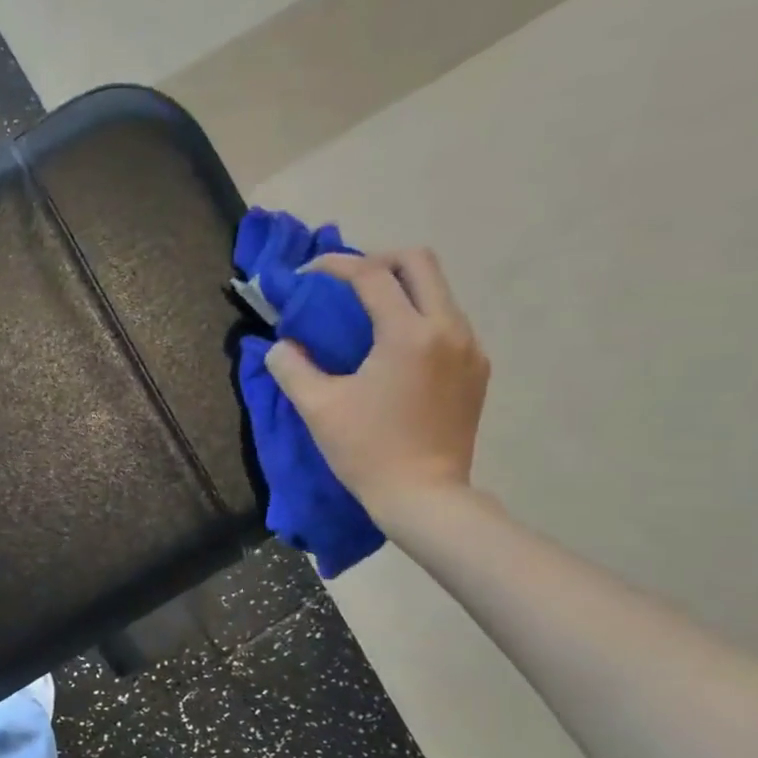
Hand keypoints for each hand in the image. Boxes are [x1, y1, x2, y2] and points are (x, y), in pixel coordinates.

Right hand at [265, 248, 488, 522]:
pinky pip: (446, 322)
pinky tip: (391, 349)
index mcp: (408, 334)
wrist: (424, 496)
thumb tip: (281, 346)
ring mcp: (469, 348)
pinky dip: (416, 318)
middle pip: (419, 262)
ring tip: (363, 316)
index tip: (307, 274)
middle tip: (343, 284)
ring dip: (398, 290)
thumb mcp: (317, 407)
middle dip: (377, 260)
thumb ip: (291, 367)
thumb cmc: (366, 450)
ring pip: (437, 291)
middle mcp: (448, 329)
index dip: (335, 265)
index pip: (371, 275)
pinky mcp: (476, 369)